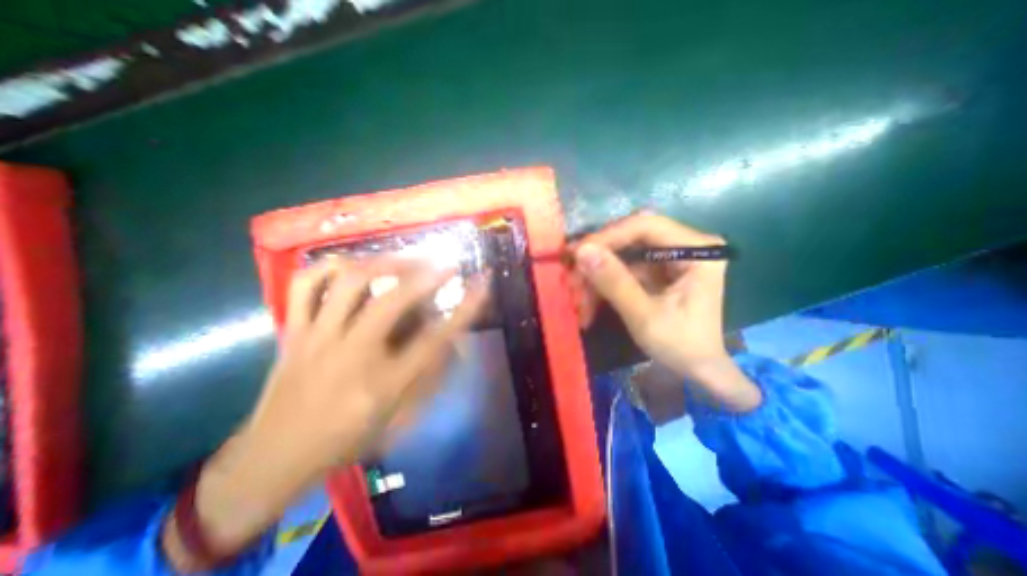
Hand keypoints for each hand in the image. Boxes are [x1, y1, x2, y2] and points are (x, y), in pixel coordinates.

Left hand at [166, 259, 485, 574]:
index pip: (435, 339)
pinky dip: (330, 267)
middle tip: (446, 264)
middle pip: (392, 301)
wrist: (272, 457)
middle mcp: (351, 355)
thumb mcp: (397, 418)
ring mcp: (317, 338)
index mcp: (382, 384)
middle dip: (426, 276)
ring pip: (349, 282)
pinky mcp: (293, 331)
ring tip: (404, 261)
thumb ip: (429, 376)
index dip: (464, 309)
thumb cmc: (345, 441)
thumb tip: (451, 340)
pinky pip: (305, 284)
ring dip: (384, 264)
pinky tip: (352, 266)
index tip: (481, 284)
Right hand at [575, 211, 757, 412]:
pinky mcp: (655, 272)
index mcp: (696, 251)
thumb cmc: (680, 346)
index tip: (577, 253)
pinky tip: (587, 305)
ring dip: (595, 277)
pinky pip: (622, 271)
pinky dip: (602, 286)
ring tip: (575, 299)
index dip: (608, 236)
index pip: (645, 226)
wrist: (696, 370)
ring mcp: (667, 259)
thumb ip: (614, 282)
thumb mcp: (644, 316)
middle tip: (571, 276)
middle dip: (598, 259)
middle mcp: (684, 246)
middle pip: (630, 237)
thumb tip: (582, 251)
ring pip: (621, 256)